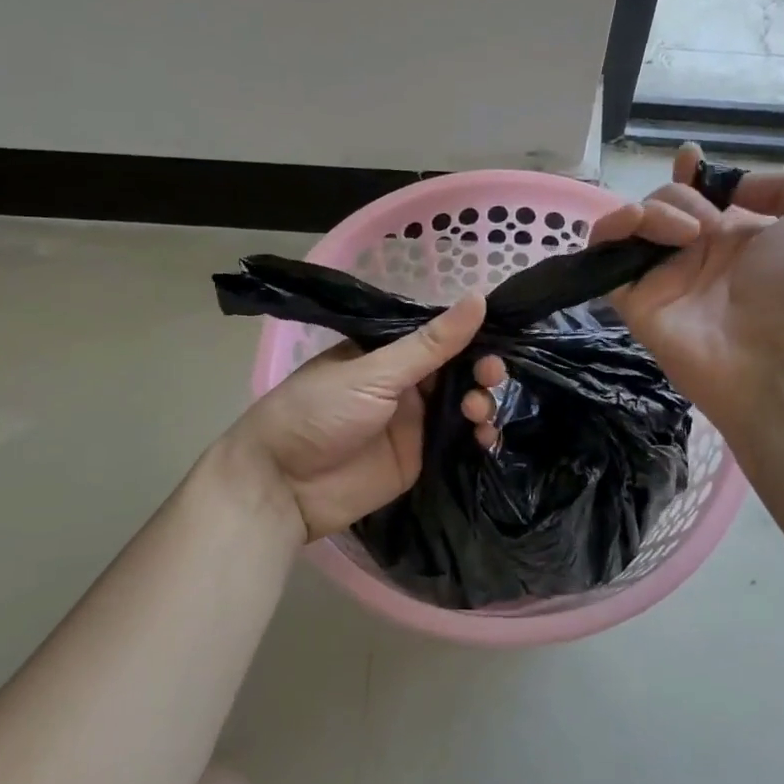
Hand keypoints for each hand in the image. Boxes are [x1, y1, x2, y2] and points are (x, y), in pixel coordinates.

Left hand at [223, 294, 485, 541]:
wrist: (282, 486)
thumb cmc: (319, 413)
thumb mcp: (374, 372)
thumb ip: (430, 344)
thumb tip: (479, 298)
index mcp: (388, 355)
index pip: (442, 338)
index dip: (472, 337)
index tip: (501, 337)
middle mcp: (405, 385)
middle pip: (459, 372)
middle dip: (482, 371)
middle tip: (491, 377)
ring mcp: (414, 423)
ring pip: (463, 406)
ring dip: (482, 404)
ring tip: (479, 413)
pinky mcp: (421, 459)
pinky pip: (459, 443)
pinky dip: (478, 439)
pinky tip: (487, 438)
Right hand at [467, 144, 783, 444]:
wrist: (780, 356)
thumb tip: (731, 188)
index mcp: (736, 236)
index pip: (699, 196)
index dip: (689, 174)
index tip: (689, 159)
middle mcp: (696, 254)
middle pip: (663, 203)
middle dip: (678, 196)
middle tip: (706, 226)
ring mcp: (663, 278)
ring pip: (633, 224)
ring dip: (652, 211)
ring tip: (684, 234)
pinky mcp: (634, 301)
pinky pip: (605, 258)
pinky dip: (608, 231)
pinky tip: (633, 226)